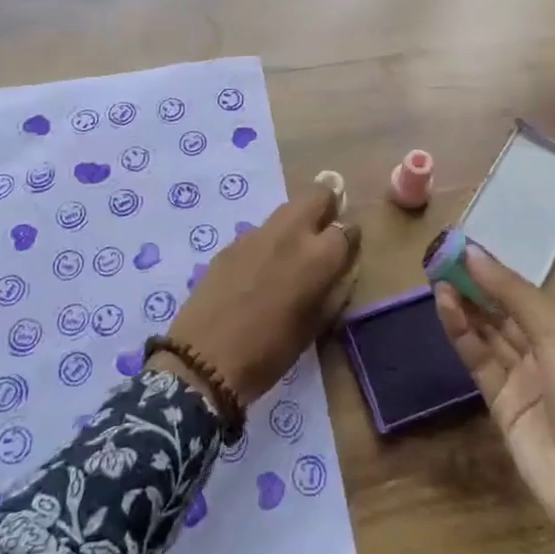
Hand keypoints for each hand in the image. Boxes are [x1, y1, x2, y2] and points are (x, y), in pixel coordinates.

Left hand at [155, 181, 358, 403]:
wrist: (205, 360)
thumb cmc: (270, 353)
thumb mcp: (314, 326)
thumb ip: (332, 290)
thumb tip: (337, 271)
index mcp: (318, 256)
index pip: (347, 228)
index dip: (350, 239)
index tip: (347, 251)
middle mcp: (291, 233)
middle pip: (317, 194)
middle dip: (327, 205)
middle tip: (324, 231)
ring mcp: (257, 233)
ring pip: (288, 208)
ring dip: (297, 221)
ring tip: (292, 253)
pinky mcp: (232, 242)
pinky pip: (261, 231)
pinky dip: (269, 241)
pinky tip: (260, 270)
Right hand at [435, 247, 554, 553]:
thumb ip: (513, 294)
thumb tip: (473, 253)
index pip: (524, 293)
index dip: (495, 271)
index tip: (463, 247)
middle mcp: (543, 350)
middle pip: (502, 310)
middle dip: (475, 285)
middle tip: (441, 258)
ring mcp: (520, 377)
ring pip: (486, 332)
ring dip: (464, 304)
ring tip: (437, 277)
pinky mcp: (497, 402)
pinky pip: (476, 358)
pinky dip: (460, 332)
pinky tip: (445, 306)